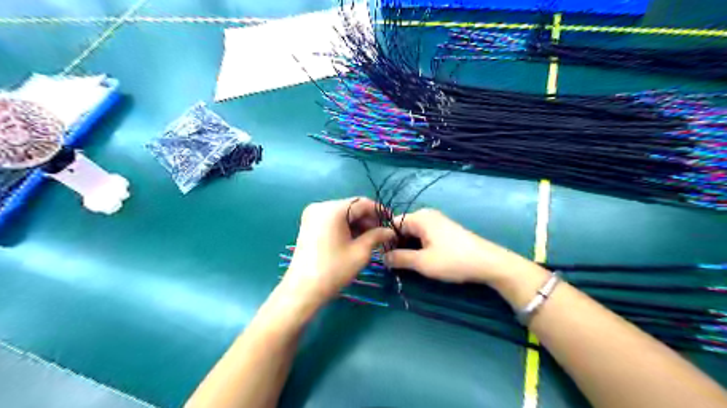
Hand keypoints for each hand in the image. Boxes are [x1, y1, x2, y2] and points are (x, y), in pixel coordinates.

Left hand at [278, 197, 394, 314]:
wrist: (303, 289)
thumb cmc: (334, 270)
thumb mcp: (360, 252)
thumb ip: (377, 236)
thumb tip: (390, 231)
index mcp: (333, 210)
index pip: (362, 203)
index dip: (379, 211)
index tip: (392, 221)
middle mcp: (320, 206)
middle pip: (351, 207)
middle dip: (368, 219)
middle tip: (382, 234)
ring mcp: (312, 215)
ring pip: (342, 213)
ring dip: (357, 224)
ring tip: (371, 239)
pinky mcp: (309, 225)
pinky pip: (332, 220)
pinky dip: (345, 227)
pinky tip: (355, 239)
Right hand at [382, 208, 531, 284]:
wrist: (489, 263)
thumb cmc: (453, 260)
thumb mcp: (422, 262)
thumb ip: (399, 258)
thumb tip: (382, 257)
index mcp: (420, 217)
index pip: (392, 224)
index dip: (386, 240)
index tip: (383, 258)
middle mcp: (427, 215)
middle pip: (403, 227)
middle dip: (397, 244)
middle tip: (394, 264)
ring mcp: (438, 222)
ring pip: (414, 233)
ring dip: (408, 247)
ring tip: (407, 264)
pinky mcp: (445, 230)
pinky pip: (424, 235)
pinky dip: (419, 246)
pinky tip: (422, 260)